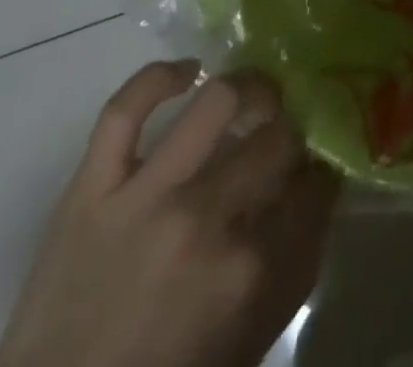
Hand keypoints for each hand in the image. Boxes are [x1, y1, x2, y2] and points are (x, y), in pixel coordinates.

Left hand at [0, 61, 339, 366]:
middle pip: (276, 139)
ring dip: (249, 89)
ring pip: (216, 103)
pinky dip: (158, 77)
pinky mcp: (90, 187)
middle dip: (292, 134)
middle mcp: (203, 219)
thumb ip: (291, 272)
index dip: (322, 173)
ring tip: (254, 96)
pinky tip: (187, 73)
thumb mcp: (246, 344)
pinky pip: (124, 110)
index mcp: (246, 271)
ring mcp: (144, 196)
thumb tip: (316, 195)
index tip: (316, 170)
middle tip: (284, 139)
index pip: (313, 190)